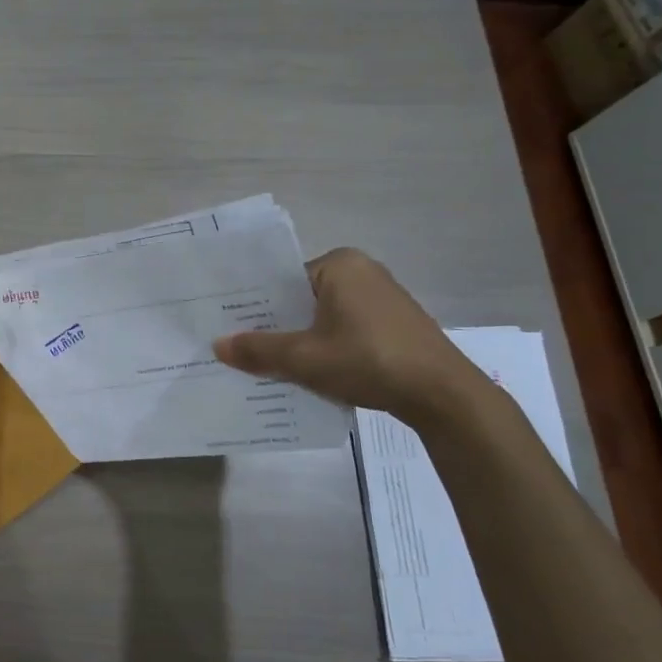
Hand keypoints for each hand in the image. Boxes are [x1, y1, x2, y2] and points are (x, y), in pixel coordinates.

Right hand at [212, 247, 485, 421]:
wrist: (444, 396)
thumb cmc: (369, 360)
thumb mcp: (304, 358)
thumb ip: (258, 350)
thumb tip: (217, 346)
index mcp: (340, 265)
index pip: (281, 280)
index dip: (253, 305)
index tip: (227, 325)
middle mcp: (362, 272)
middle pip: (301, 299)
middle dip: (274, 324)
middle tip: (238, 347)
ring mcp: (381, 299)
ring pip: (322, 317)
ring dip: (298, 340)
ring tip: (265, 363)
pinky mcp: (393, 325)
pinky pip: (343, 330)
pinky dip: (324, 347)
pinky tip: (307, 372)